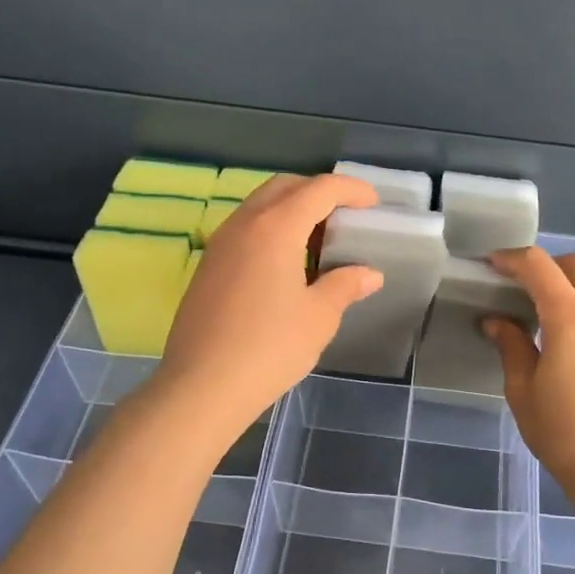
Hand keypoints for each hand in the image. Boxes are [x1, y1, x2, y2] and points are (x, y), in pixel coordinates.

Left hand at [161, 174, 383, 430]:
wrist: (202, 387)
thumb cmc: (269, 348)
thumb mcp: (319, 317)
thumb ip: (345, 286)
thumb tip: (369, 274)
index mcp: (276, 227)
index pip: (319, 189)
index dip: (350, 189)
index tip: (373, 202)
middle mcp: (244, 224)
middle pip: (285, 186)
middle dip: (318, 191)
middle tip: (345, 215)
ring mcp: (220, 243)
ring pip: (260, 205)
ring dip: (292, 209)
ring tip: (318, 240)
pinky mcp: (208, 266)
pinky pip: (245, 228)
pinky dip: (271, 229)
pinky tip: (286, 264)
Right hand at [484, 247, 574, 502]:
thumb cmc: (564, 433)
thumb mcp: (523, 391)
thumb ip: (512, 346)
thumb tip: (498, 322)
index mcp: (570, 317)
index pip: (539, 266)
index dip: (512, 258)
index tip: (493, 265)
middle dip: (550, 266)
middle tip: (526, 290)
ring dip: (574, 288)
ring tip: (552, 320)